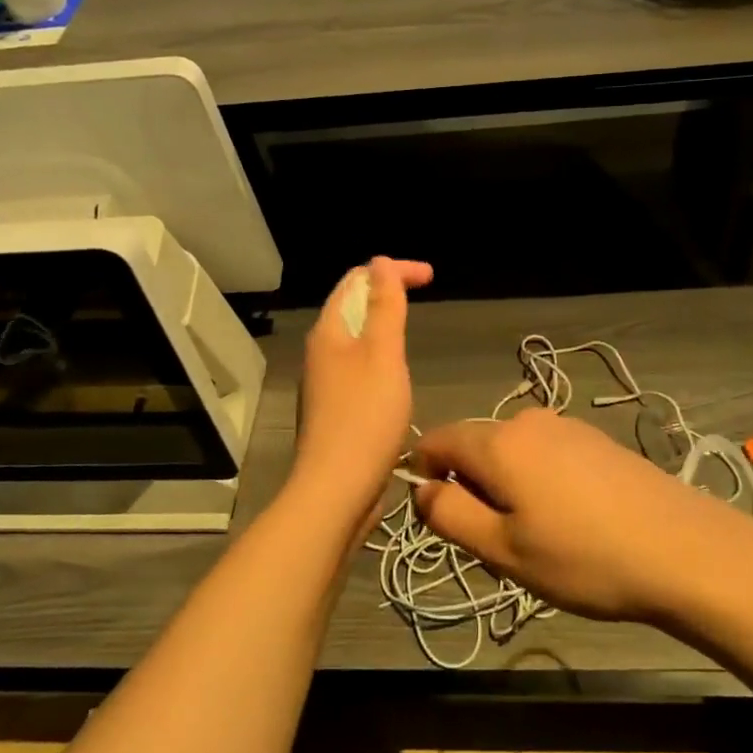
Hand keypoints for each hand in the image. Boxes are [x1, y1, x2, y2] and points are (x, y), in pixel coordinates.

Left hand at [291, 256, 433, 523]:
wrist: (337, 490)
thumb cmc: (364, 417)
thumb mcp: (382, 354)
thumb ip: (384, 307)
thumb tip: (379, 262)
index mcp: (329, 332)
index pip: (357, 280)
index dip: (392, 270)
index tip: (431, 277)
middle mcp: (321, 352)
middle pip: (352, 305)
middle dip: (386, 292)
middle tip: (424, 294)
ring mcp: (326, 382)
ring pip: (356, 338)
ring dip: (383, 324)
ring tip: (411, 328)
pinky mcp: (336, 409)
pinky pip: (359, 367)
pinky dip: (381, 356)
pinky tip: (396, 374)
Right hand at [412, 409, 744, 622]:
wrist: (686, 551)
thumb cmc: (584, 557)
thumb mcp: (503, 550)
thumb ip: (449, 515)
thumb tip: (421, 488)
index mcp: (498, 442)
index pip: (435, 439)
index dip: (424, 475)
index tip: (445, 520)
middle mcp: (528, 421)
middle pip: (475, 447)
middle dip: (471, 489)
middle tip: (500, 545)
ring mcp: (567, 427)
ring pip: (511, 454)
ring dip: (507, 490)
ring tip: (541, 540)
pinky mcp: (596, 441)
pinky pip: (545, 456)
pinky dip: (540, 484)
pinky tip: (574, 523)